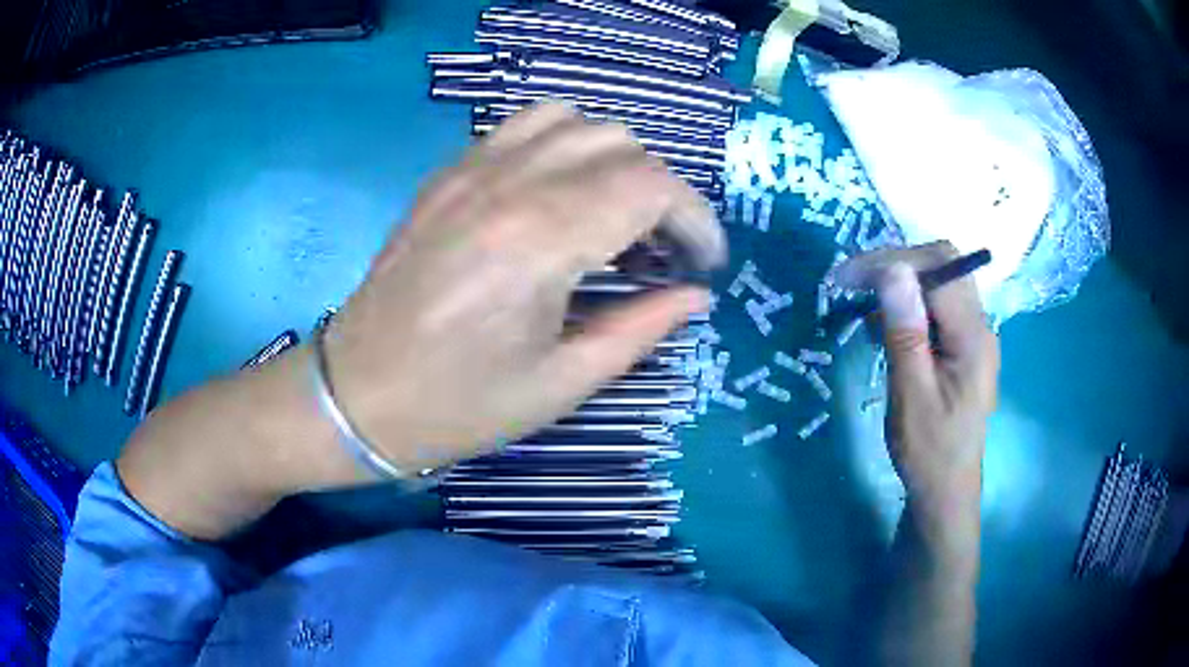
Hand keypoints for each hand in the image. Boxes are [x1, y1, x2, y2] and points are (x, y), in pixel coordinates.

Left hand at [321, 103, 725, 471]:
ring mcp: (471, 169)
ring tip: (616, 214)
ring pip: (574, 120)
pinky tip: (562, 193)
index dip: (696, 220)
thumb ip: (640, 328)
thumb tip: (695, 294)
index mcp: (540, 241)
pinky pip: (523, 126)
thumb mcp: (561, 383)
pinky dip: (563, 144)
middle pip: (620, 143)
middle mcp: (508, 184)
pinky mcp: (448, 174)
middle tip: (662, 250)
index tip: (705, 263)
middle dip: (662, 192)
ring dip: (614, 159)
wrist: (358, 393)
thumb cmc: (458, 405)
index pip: (651, 186)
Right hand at [833, 242, 998, 548]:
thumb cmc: (928, 451)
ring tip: (864, 306)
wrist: (946, 492)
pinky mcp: (962, 347)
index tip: (848, 277)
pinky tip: (885, 328)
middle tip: (854, 283)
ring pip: (939, 283)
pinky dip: (907, 306)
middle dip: (897, 264)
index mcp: (973, 337)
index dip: (893, 260)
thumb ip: (905, 332)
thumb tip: (892, 270)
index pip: (939, 269)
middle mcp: (979, 326)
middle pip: (944, 266)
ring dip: (900, 284)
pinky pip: (937, 308)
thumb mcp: (911, 395)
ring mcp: (973, 336)